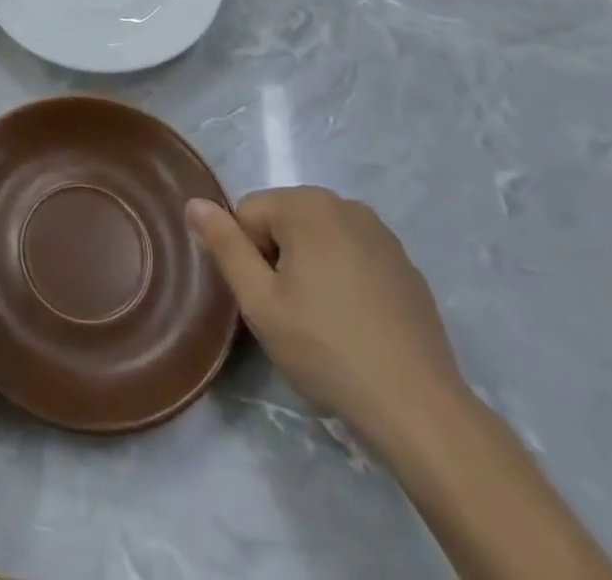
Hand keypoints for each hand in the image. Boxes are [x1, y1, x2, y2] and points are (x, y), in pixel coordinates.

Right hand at [187, 187, 461, 446]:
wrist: (419, 407)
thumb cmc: (326, 349)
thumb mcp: (259, 301)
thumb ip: (223, 245)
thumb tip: (193, 203)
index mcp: (307, 205)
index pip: (247, 214)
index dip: (247, 258)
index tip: (267, 301)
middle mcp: (345, 204)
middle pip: (284, 221)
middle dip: (278, 259)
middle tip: (291, 314)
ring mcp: (382, 234)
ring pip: (318, 239)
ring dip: (310, 268)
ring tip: (323, 322)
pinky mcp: (406, 266)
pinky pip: (353, 257)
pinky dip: (344, 280)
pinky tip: (355, 325)